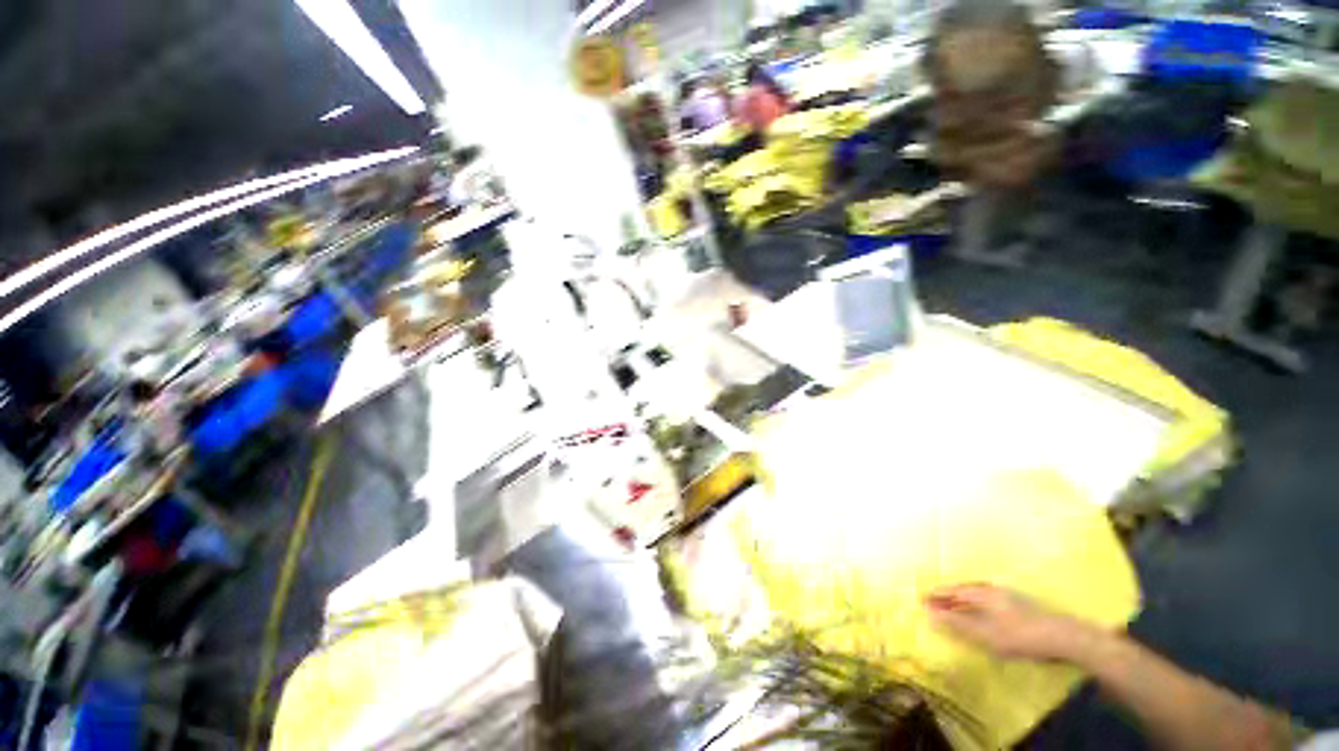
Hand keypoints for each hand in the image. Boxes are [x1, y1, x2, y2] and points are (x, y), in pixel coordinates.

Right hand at [924, 583, 1099, 662]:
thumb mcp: (986, 634)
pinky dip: (976, 601)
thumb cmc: (1021, 636)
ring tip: (953, 604)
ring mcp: (1007, 594)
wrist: (1064, 636)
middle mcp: (991, 589)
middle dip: (947, 595)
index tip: (921, 598)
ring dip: (962, 597)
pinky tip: (981, 609)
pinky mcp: (1019, 602)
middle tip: (933, 601)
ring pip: (977, 592)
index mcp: (981, 593)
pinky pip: (988, 597)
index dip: (937, 595)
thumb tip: (930, 613)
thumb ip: (958, 624)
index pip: (953, 591)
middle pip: (964, 589)